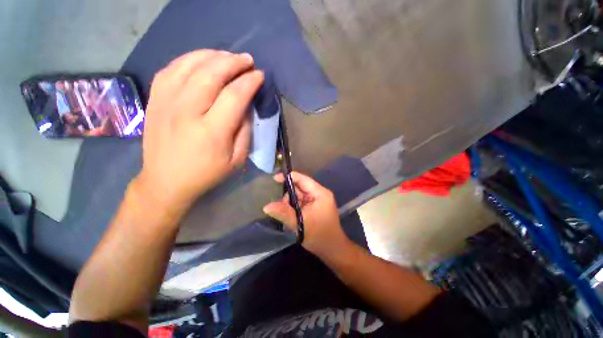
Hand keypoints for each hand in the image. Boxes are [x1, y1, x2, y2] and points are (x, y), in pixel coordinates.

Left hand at [134, 50, 263, 213]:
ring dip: (212, 55)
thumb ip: (245, 131)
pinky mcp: (154, 100)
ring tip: (227, 55)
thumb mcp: (237, 159)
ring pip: (189, 65)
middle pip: (211, 74)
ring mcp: (165, 103)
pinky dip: (188, 59)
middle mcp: (186, 112)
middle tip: (247, 60)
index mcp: (212, 132)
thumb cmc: (207, 173)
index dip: (249, 82)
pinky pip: (170, 69)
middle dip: (233, 62)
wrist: (166, 181)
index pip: (234, 96)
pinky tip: (201, 60)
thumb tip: (246, 106)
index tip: (259, 75)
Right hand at [263, 172, 350, 258]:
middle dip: (288, 195)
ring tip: (285, 214)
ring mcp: (317, 201)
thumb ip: (283, 213)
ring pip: (299, 196)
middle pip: (300, 187)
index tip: (274, 179)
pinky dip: (294, 207)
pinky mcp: (314, 208)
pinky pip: (301, 203)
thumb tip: (266, 206)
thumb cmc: (319, 236)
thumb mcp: (299, 223)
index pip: (302, 179)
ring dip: (290, 203)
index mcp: (320, 193)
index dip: (288, 177)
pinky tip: (289, 215)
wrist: (332, 250)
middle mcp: (319, 194)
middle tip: (279, 206)